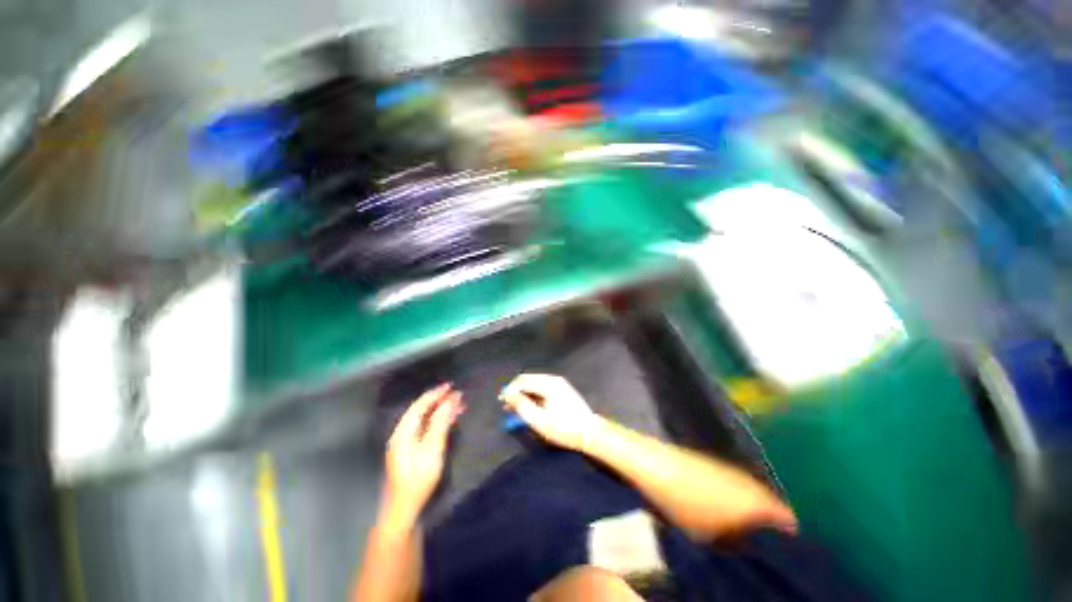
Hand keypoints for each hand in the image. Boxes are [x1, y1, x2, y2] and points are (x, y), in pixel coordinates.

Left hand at [383, 383, 464, 523]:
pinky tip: (449, 421)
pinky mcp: (412, 451)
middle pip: (422, 411)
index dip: (435, 394)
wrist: (405, 508)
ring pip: (425, 420)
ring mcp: (406, 443)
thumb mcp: (433, 448)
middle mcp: (403, 433)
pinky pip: (426, 429)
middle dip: (440, 401)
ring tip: (459, 406)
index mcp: (404, 431)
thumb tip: (450, 401)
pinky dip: (438, 422)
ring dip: (441, 411)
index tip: (451, 386)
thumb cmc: (419, 477)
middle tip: (458, 396)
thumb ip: (440, 422)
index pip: (420, 405)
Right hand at [500, 374, 597, 450]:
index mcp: (548, 384)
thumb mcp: (539, 420)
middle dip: (516, 391)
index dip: (510, 390)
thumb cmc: (564, 428)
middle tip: (507, 405)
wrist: (590, 433)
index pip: (522, 380)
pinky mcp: (562, 390)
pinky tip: (530, 407)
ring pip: (535, 384)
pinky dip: (533, 396)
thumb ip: (521, 406)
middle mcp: (553, 379)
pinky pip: (542, 388)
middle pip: (529, 380)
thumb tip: (508, 396)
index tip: (502, 401)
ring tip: (516, 408)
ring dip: (524, 394)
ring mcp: (559, 384)